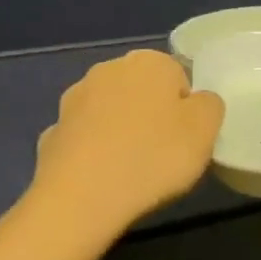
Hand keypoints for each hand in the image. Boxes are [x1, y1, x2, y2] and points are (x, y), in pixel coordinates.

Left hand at [28, 49, 223, 231]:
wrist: (81, 197)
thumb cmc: (154, 156)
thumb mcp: (206, 129)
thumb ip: (209, 105)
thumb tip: (197, 101)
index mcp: (149, 62)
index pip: (178, 77)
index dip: (186, 109)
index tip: (187, 138)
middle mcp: (107, 70)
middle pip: (142, 91)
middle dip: (152, 115)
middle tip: (164, 153)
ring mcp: (73, 101)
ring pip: (111, 113)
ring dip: (122, 132)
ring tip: (133, 170)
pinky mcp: (51, 133)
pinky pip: (85, 140)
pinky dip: (95, 153)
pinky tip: (103, 178)